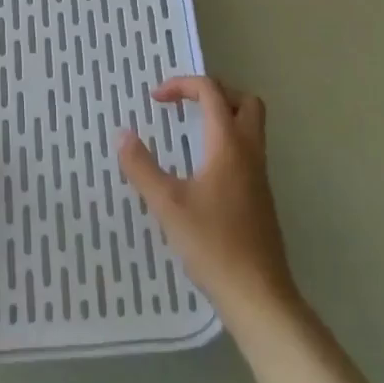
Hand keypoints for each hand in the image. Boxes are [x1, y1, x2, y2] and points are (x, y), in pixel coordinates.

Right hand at [118, 76, 297, 321]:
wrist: (259, 297)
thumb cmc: (213, 245)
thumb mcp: (168, 205)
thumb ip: (142, 167)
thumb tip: (122, 134)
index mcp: (228, 144)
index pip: (211, 92)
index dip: (182, 85)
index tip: (156, 100)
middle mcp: (249, 153)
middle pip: (245, 101)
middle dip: (215, 93)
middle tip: (186, 105)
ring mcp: (260, 177)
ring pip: (251, 127)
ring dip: (224, 118)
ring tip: (191, 132)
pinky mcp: (261, 199)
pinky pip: (248, 152)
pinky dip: (227, 144)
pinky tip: (203, 170)